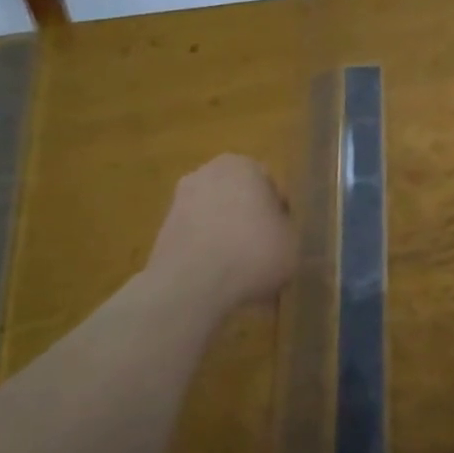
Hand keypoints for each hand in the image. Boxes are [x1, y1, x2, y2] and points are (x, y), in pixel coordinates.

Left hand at [145, 155, 295, 322]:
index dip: (278, 213)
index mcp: (243, 165)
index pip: (269, 185)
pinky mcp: (161, 232)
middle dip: (248, 219)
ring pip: (215, 218)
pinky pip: (196, 239)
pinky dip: (206, 253)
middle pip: (238, 197)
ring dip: (226, 237)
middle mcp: (207, 173)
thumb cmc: (253, 252)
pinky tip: (218, 280)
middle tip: (263, 251)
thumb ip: (285, 228)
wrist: (191, 286)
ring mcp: (179, 202)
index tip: (281, 237)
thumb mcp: (292, 241)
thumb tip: (275, 231)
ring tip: (240, 271)